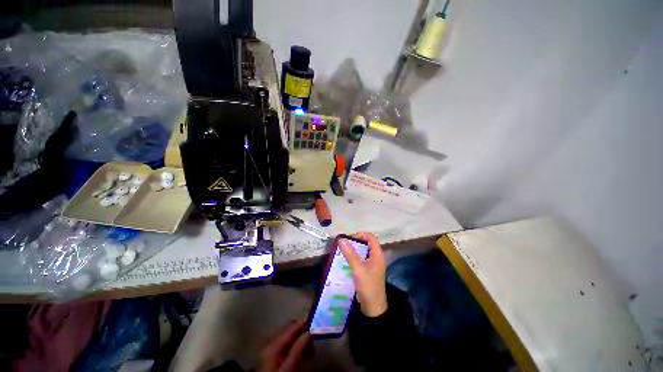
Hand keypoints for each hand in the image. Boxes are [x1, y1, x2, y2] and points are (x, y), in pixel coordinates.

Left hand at [258, 319, 310, 371]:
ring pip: (289, 338)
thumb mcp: (288, 369)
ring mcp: (271, 350)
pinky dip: (295, 347)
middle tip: (313, 342)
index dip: (303, 324)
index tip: (315, 324)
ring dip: (300, 341)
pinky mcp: (272, 357)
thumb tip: (308, 333)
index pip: (291, 327)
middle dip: (302, 333)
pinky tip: (301, 354)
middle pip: (290, 330)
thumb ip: (297, 351)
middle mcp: (272, 343)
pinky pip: (286, 346)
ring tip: (310, 351)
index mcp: (275, 345)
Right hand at [339, 232, 387, 316]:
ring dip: (353, 249)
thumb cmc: (368, 286)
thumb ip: (350, 254)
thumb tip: (341, 239)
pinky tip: (345, 260)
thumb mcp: (358, 269)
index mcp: (378, 254)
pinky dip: (353, 256)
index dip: (360, 235)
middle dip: (355, 242)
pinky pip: (360, 258)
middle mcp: (376, 257)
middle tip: (344, 245)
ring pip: (363, 251)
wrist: (373, 308)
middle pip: (366, 243)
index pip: (371, 237)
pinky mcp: (368, 270)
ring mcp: (372, 263)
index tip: (349, 239)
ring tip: (343, 251)